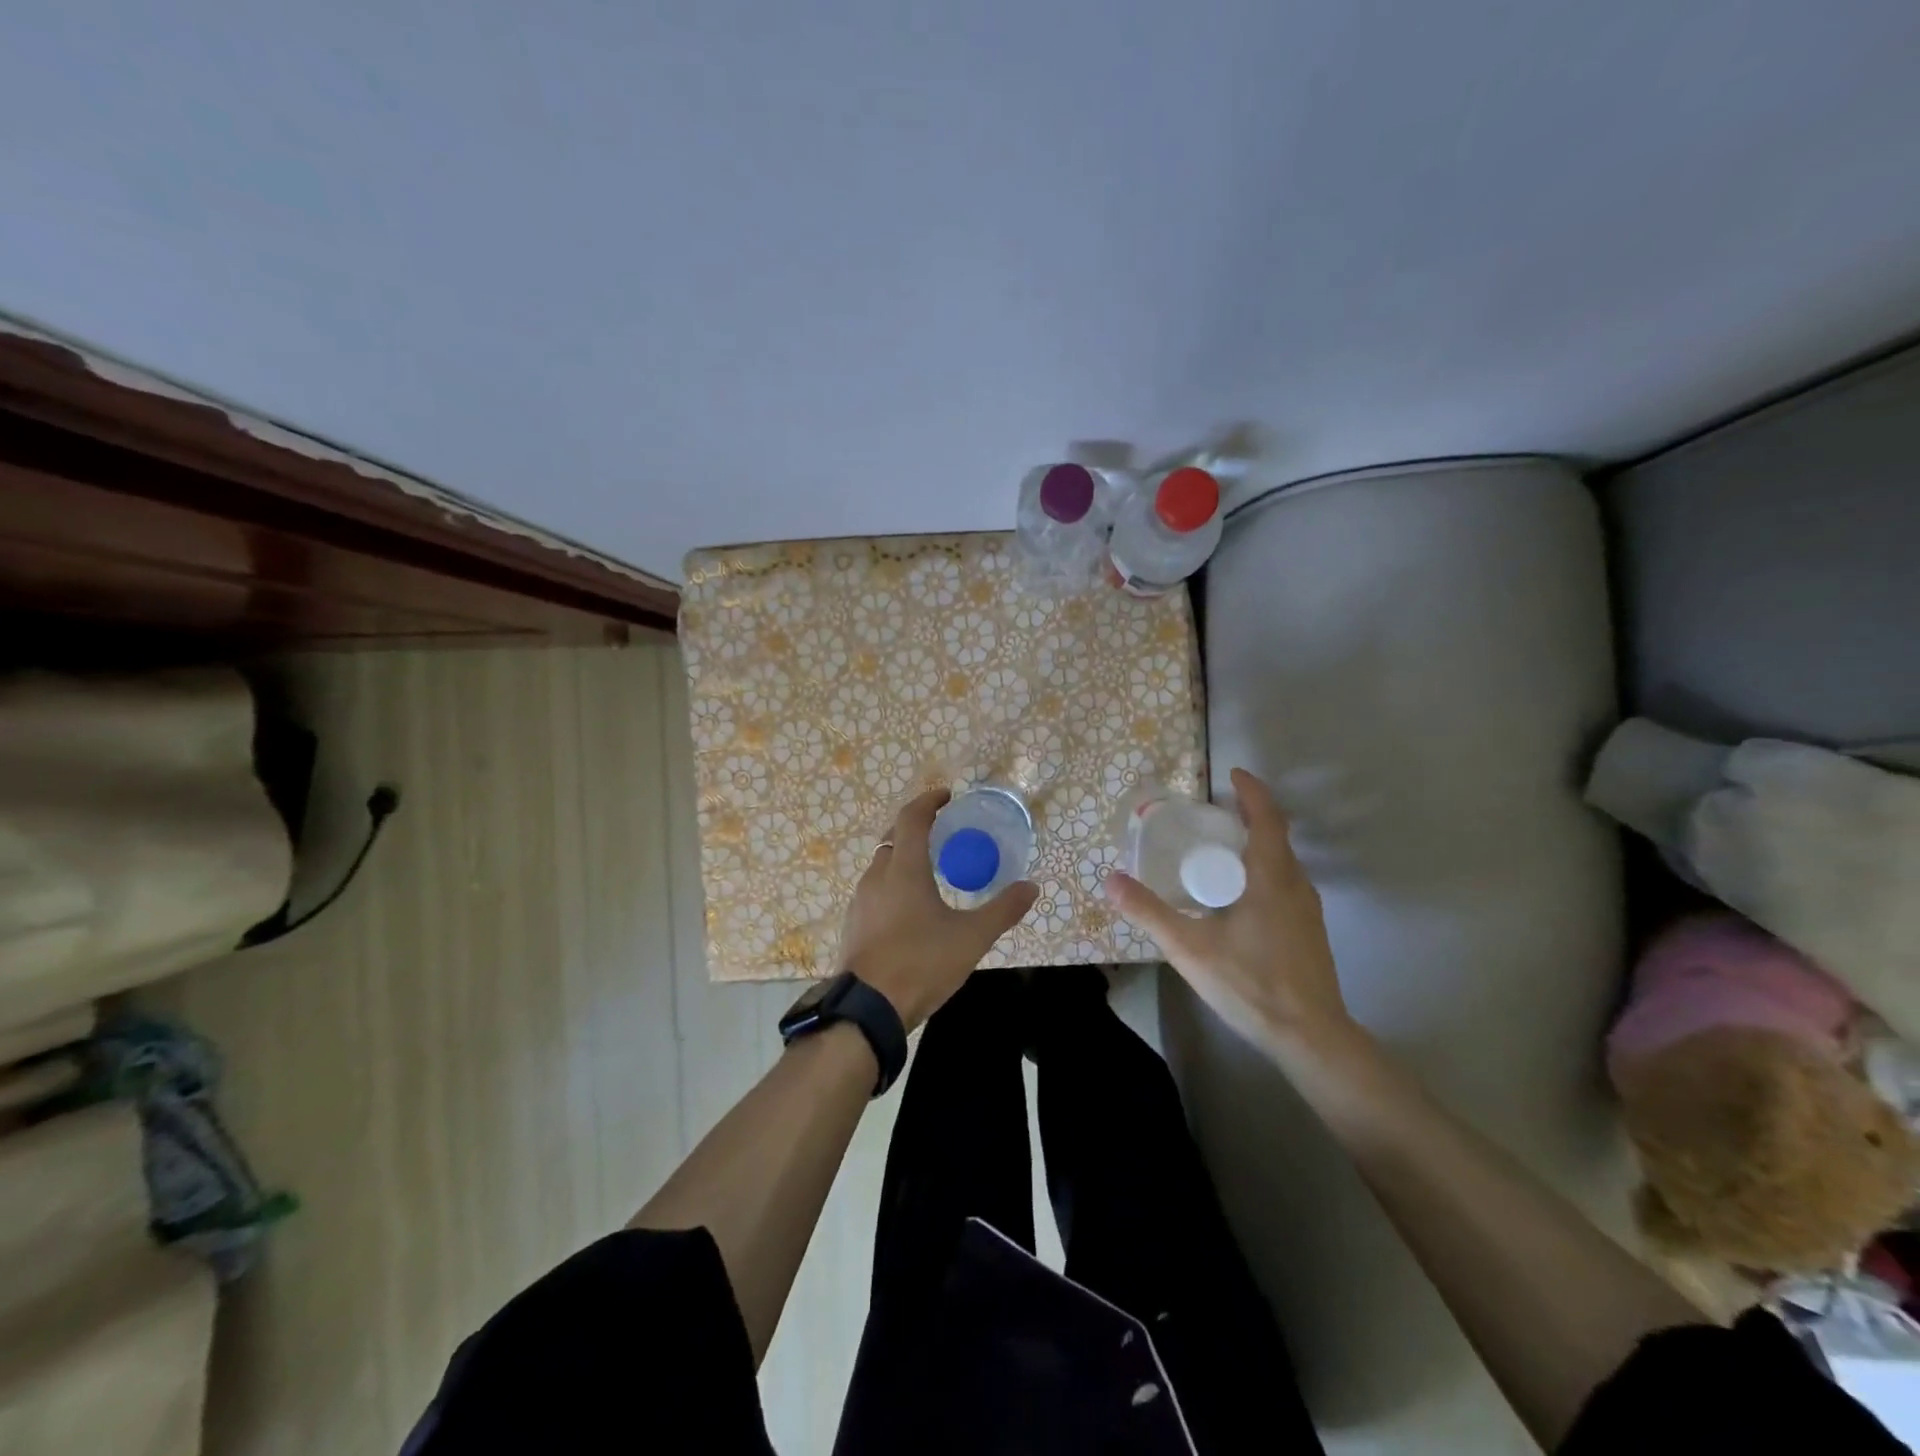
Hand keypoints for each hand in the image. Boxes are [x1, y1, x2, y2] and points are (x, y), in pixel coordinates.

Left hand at [838, 788, 1038, 1030]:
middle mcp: (877, 876)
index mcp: (904, 869)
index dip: (929, 802)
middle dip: (916, 828)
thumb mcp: (971, 938)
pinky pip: (875, 890)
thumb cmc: (921, 963)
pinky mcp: (854, 923)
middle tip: (942, 832)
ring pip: (882, 865)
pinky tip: (909, 907)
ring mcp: (861, 900)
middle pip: (893, 838)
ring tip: (929, 869)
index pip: (912, 818)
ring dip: (903, 857)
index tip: (947, 797)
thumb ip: (1002, 910)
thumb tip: (1031, 887)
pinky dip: (893, 883)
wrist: (868, 1009)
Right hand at [1104, 767, 1352, 1059]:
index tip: (1231, 774)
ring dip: (1257, 845)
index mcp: (1271, 877)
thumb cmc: (1250, 983)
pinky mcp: (1310, 931)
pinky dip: (1263, 870)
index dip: (1251, 791)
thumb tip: (1111, 879)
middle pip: (1276, 836)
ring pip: (1283, 862)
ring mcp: (1308, 909)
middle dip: (1248, 816)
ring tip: (1221, 849)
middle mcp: (1296, 885)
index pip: (1267, 817)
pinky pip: (1286, 883)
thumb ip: (1148, 911)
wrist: (1310, 1037)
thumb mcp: (1188, 947)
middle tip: (1212, 814)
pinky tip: (1239, 895)